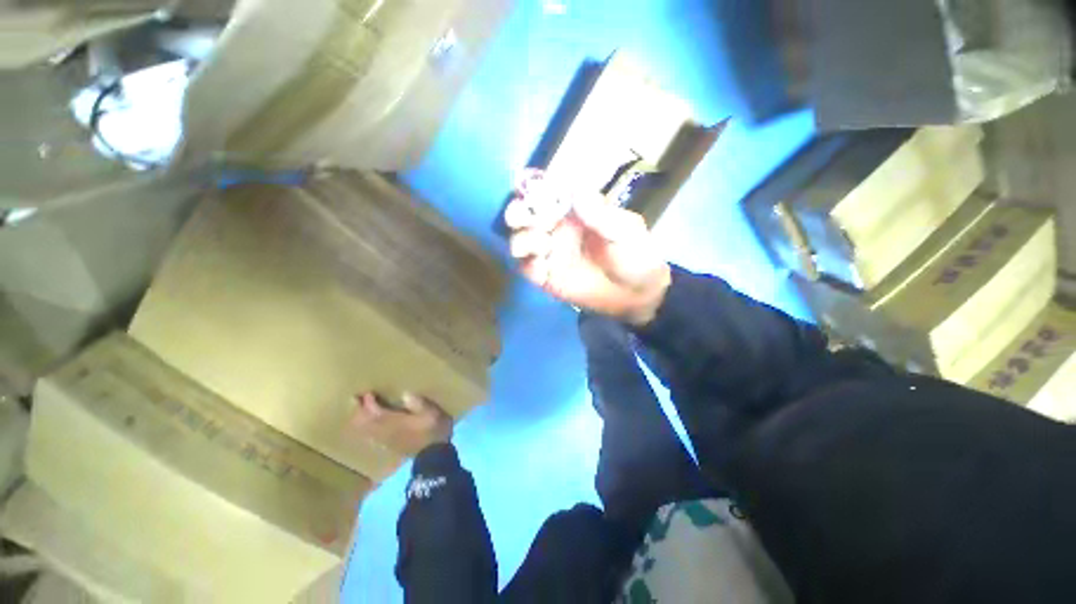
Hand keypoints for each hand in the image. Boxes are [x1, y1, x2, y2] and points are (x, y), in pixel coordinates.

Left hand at [350, 393, 452, 456]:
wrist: (434, 455)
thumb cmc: (434, 430)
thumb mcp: (432, 413)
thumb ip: (418, 404)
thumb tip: (405, 394)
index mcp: (394, 421)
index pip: (375, 411)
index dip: (369, 403)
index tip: (366, 393)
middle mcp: (385, 431)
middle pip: (366, 422)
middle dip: (359, 412)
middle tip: (354, 401)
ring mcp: (386, 441)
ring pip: (367, 431)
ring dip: (360, 422)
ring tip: (357, 414)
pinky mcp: (390, 447)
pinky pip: (372, 438)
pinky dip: (366, 431)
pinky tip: (368, 429)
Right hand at [505, 170, 671, 324]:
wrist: (635, 295)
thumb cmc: (635, 257)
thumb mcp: (625, 232)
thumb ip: (600, 214)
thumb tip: (575, 187)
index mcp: (574, 210)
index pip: (546, 192)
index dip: (532, 188)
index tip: (527, 191)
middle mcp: (557, 228)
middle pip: (524, 214)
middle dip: (517, 212)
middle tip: (521, 218)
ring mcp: (550, 252)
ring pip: (519, 239)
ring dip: (522, 240)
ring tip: (543, 247)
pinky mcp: (546, 277)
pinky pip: (525, 268)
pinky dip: (527, 266)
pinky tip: (542, 270)